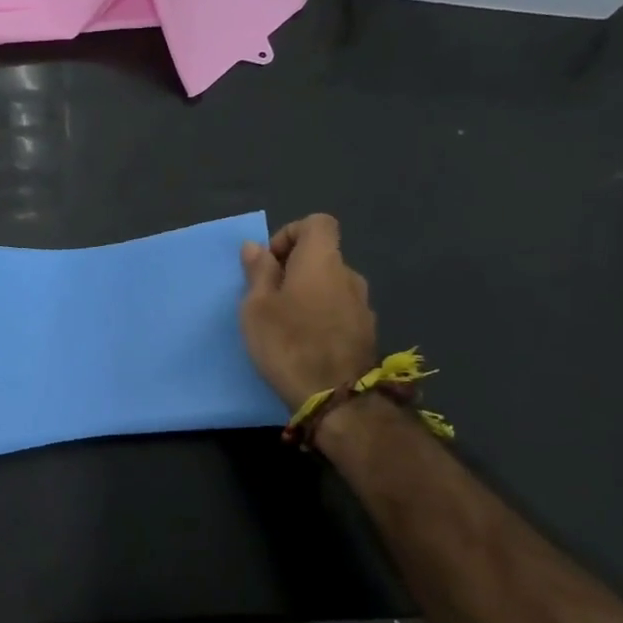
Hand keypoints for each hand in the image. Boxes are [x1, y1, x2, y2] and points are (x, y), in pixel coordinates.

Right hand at [239, 214, 377, 410]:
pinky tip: (306, 344)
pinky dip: (322, 317)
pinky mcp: (367, 333)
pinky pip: (339, 310)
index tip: (271, 262)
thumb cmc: (288, 344)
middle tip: (268, 298)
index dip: (291, 233)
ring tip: (285, 325)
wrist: (337, 400)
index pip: (317, 223)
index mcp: (322, 261)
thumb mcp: (256, 307)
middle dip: (294, 269)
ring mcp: (363, 306)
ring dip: (308, 295)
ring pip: (330, 286)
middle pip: (322, 256)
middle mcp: (349, 275)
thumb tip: (256, 247)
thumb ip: (258, 272)